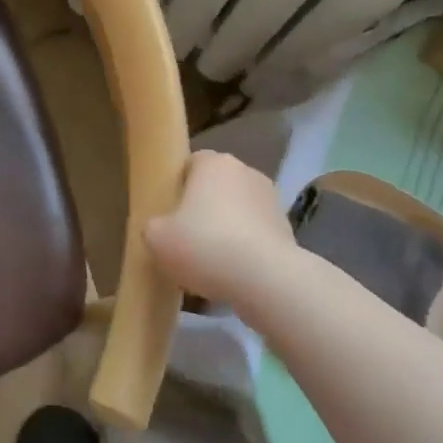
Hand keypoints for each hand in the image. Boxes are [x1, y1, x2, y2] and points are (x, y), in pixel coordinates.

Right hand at [145, 150, 297, 302]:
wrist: (266, 279)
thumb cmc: (204, 245)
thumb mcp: (156, 237)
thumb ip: (154, 226)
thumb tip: (161, 228)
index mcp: (213, 163)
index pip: (190, 163)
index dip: (177, 186)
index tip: (167, 212)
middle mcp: (246, 172)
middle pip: (216, 187)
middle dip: (202, 208)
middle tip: (184, 237)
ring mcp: (272, 201)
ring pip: (237, 211)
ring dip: (225, 229)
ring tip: (209, 262)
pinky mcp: (288, 231)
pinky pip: (255, 236)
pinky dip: (244, 249)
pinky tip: (231, 274)